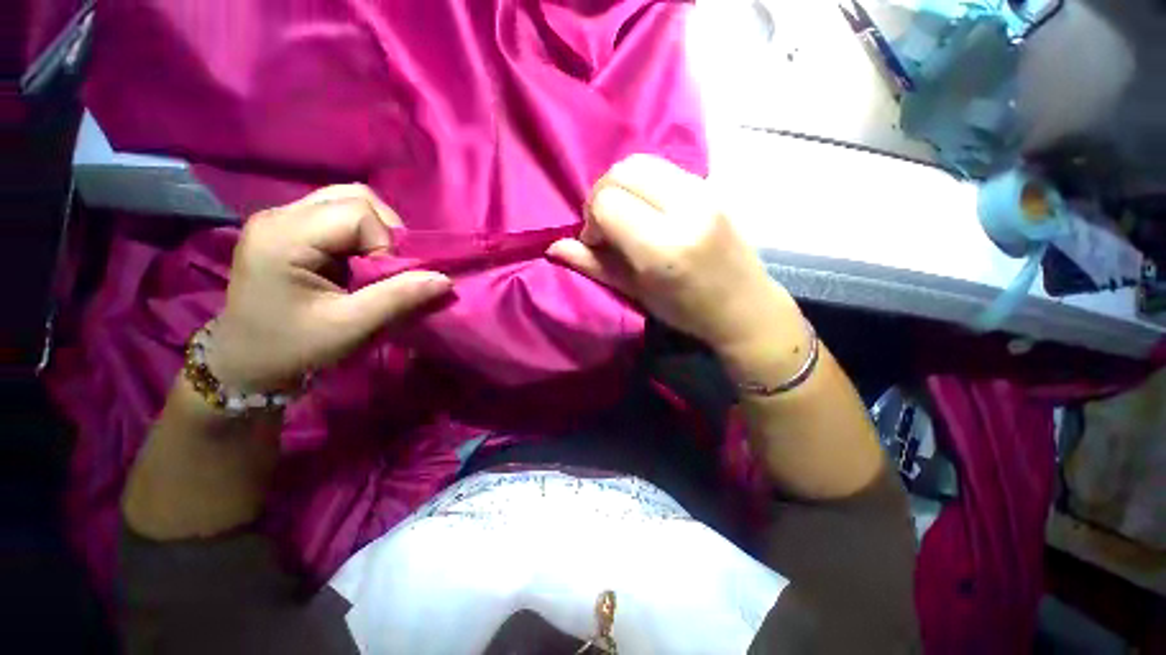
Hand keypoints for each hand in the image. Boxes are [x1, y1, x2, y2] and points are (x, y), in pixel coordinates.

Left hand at [208, 184, 452, 390]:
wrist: (246, 364)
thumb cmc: (293, 348)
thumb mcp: (350, 327)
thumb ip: (399, 298)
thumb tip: (445, 279)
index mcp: (284, 236)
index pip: (357, 212)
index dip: (385, 244)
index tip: (383, 281)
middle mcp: (280, 216)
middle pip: (354, 197)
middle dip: (386, 232)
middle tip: (387, 268)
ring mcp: (282, 219)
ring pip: (349, 201)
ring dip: (377, 232)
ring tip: (375, 264)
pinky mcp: (290, 229)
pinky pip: (340, 215)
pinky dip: (364, 236)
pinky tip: (359, 262)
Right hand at [548, 155, 794, 353]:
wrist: (744, 306)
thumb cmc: (686, 310)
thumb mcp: (635, 293)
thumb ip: (593, 265)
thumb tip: (552, 248)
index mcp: (662, 247)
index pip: (606, 203)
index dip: (591, 221)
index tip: (597, 242)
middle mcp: (685, 210)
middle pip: (622, 172)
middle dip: (602, 196)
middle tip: (608, 226)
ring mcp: (704, 192)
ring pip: (642, 162)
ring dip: (622, 186)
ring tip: (627, 216)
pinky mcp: (712, 186)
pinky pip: (664, 168)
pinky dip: (644, 183)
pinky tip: (649, 209)